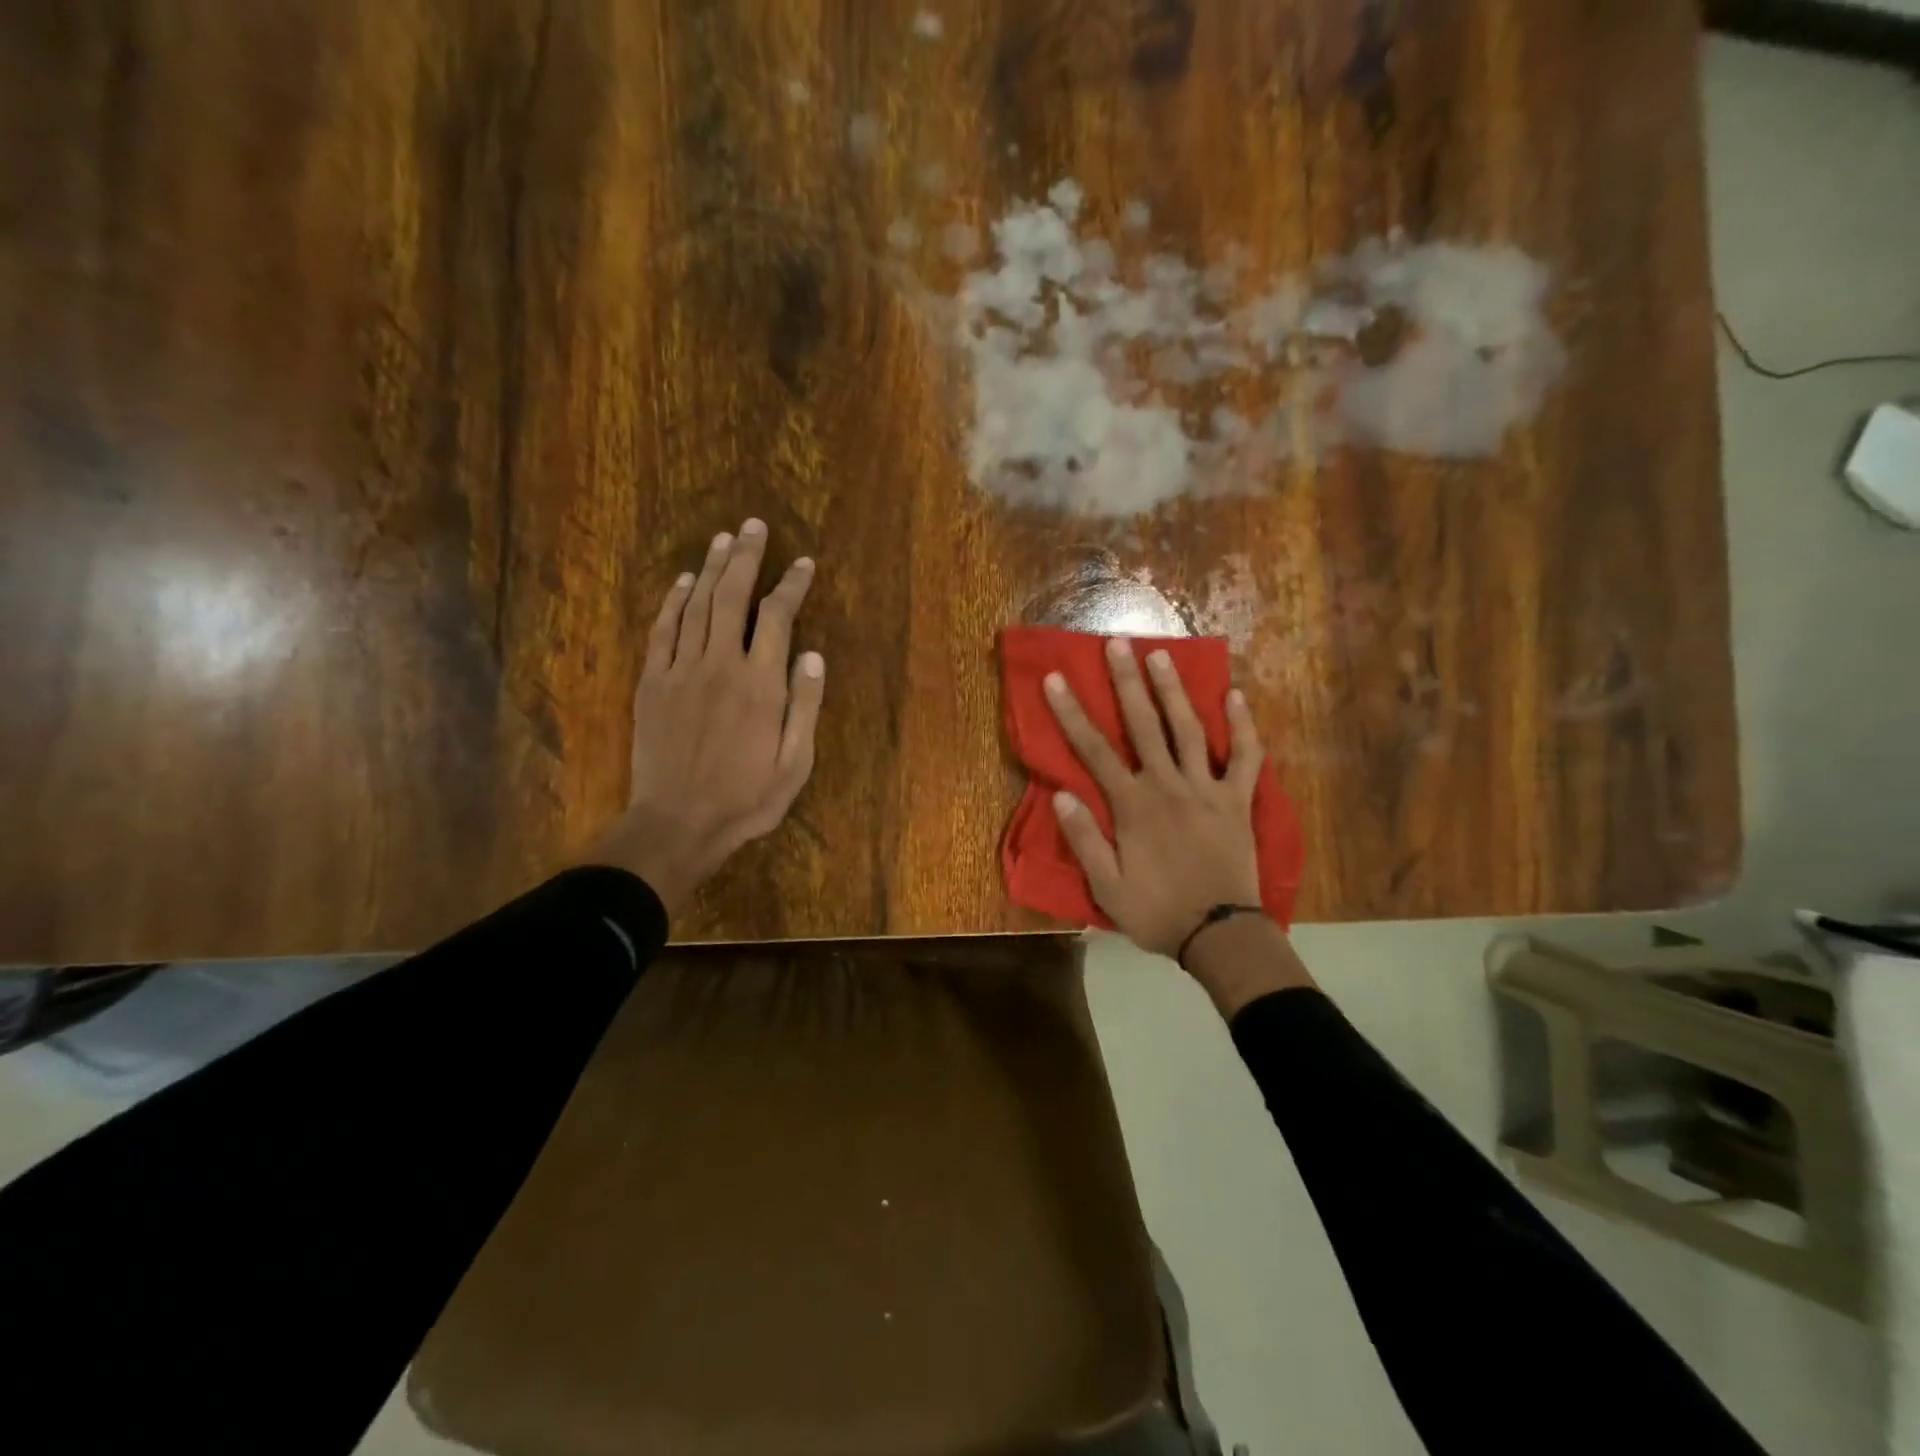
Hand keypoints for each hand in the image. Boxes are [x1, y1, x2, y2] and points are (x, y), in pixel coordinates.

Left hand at [587, 518, 824, 912]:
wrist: (677, 824)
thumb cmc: (746, 799)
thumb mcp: (795, 763)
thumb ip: (805, 705)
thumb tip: (812, 654)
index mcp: (761, 685)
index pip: (779, 618)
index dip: (791, 585)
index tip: (803, 564)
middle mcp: (720, 666)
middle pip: (733, 597)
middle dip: (746, 558)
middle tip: (753, 526)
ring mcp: (680, 671)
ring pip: (697, 606)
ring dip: (712, 568)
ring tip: (724, 539)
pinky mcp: (652, 683)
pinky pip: (662, 631)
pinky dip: (673, 601)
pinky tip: (684, 581)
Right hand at [1044, 637, 1264, 958]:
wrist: (1221, 935)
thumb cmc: (1158, 912)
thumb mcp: (1107, 887)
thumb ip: (1084, 839)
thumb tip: (1060, 793)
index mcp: (1133, 805)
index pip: (1094, 750)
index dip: (1071, 713)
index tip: (1056, 678)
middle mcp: (1168, 785)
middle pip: (1144, 724)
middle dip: (1127, 681)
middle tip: (1118, 642)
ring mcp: (1207, 788)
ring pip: (1189, 729)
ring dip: (1174, 690)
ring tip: (1162, 654)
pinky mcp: (1238, 800)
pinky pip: (1246, 757)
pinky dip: (1243, 727)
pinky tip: (1236, 696)